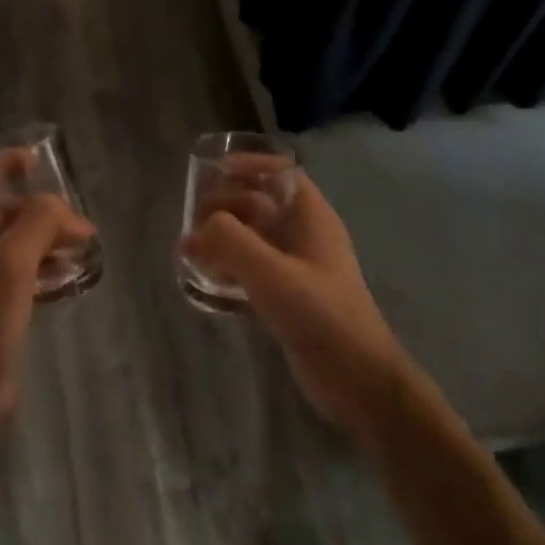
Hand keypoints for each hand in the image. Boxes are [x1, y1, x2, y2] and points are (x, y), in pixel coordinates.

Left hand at [0, 183, 95, 427]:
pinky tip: (72, 276)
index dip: (2, 163)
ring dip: (47, 237)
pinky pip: (22, 272)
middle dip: (39, 207)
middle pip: (1, 209)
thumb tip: (66, 211)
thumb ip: (39, 222)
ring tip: (84, 245)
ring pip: (16, 242)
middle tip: (77, 218)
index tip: (39, 162)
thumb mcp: (13, 261)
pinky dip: (46, 266)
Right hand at [180, 171, 409, 435]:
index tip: (212, 172)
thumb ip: (230, 240)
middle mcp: (305, 237)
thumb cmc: (319, 314)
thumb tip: (199, 228)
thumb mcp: (270, 272)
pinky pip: (251, 271)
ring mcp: (297, 269)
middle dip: (224, 207)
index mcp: (311, 218)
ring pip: (253, 239)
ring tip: (187, 252)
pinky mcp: (288, 298)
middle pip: (260, 204)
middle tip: (190, 223)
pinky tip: (204, 282)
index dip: (248, 165)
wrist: (357, 379)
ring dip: (221, 240)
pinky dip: (228, 269)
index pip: (281, 173)